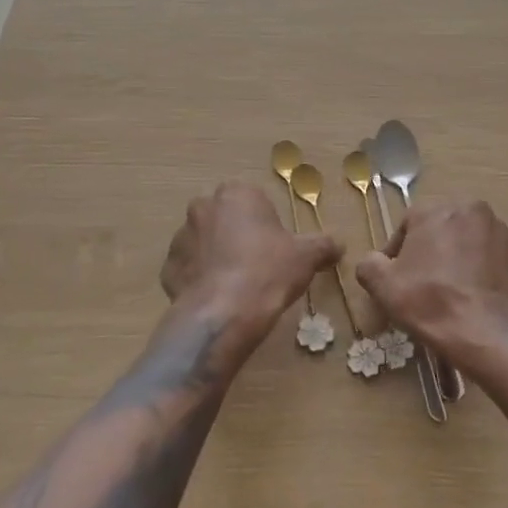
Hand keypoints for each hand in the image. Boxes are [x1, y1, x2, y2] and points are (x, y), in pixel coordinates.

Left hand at [160, 182, 340, 348]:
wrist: (223, 314)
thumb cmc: (268, 272)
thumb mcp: (306, 257)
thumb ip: (323, 245)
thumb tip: (340, 244)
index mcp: (237, 194)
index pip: (254, 200)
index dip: (267, 224)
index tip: (276, 247)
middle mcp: (203, 207)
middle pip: (226, 218)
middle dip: (238, 236)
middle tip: (257, 265)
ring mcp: (181, 237)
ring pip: (204, 243)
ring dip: (216, 257)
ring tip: (236, 286)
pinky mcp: (167, 268)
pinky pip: (188, 269)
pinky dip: (199, 280)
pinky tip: (217, 299)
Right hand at [355, 200, 507, 362]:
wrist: (486, 332)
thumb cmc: (429, 301)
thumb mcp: (383, 286)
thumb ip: (369, 265)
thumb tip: (372, 261)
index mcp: (435, 210)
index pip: (408, 225)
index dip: (398, 252)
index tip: (396, 277)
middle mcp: (470, 210)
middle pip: (442, 228)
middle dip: (432, 250)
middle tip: (423, 282)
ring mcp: (500, 232)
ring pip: (470, 240)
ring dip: (460, 257)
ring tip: (452, 289)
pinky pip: (494, 258)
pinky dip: (485, 270)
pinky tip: (476, 295)